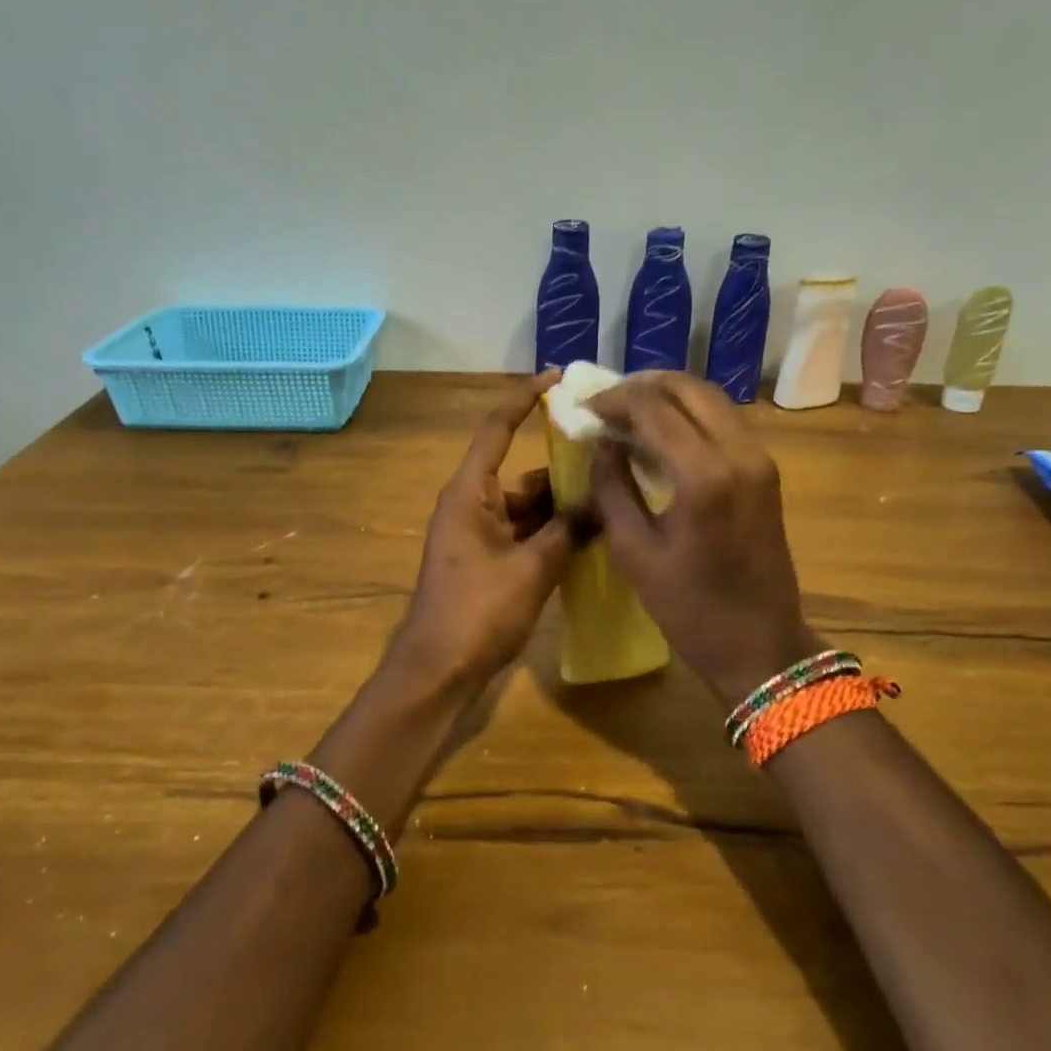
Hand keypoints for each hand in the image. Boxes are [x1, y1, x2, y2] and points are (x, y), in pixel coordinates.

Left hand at [386, 372, 586, 690]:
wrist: (438, 672)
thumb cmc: (478, 612)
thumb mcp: (532, 568)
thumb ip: (569, 530)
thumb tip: (602, 503)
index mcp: (470, 492)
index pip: (497, 429)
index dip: (524, 399)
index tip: (557, 378)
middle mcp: (472, 505)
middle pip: (522, 472)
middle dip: (563, 468)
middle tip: (612, 458)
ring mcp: (479, 535)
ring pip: (527, 506)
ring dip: (562, 506)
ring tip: (613, 499)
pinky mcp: (488, 562)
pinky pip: (525, 533)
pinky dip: (552, 533)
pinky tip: (590, 538)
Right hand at [587, 372, 820, 705]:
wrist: (761, 645)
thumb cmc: (690, 608)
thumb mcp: (634, 551)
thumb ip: (612, 486)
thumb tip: (602, 442)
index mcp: (703, 475)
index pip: (652, 406)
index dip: (613, 399)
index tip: (584, 410)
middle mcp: (739, 452)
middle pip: (687, 387)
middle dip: (641, 386)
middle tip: (606, 405)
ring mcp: (759, 458)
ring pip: (710, 398)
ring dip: (667, 396)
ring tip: (629, 414)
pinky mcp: (766, 469)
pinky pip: (724, 420)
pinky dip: (690, 413)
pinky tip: (662, 432)